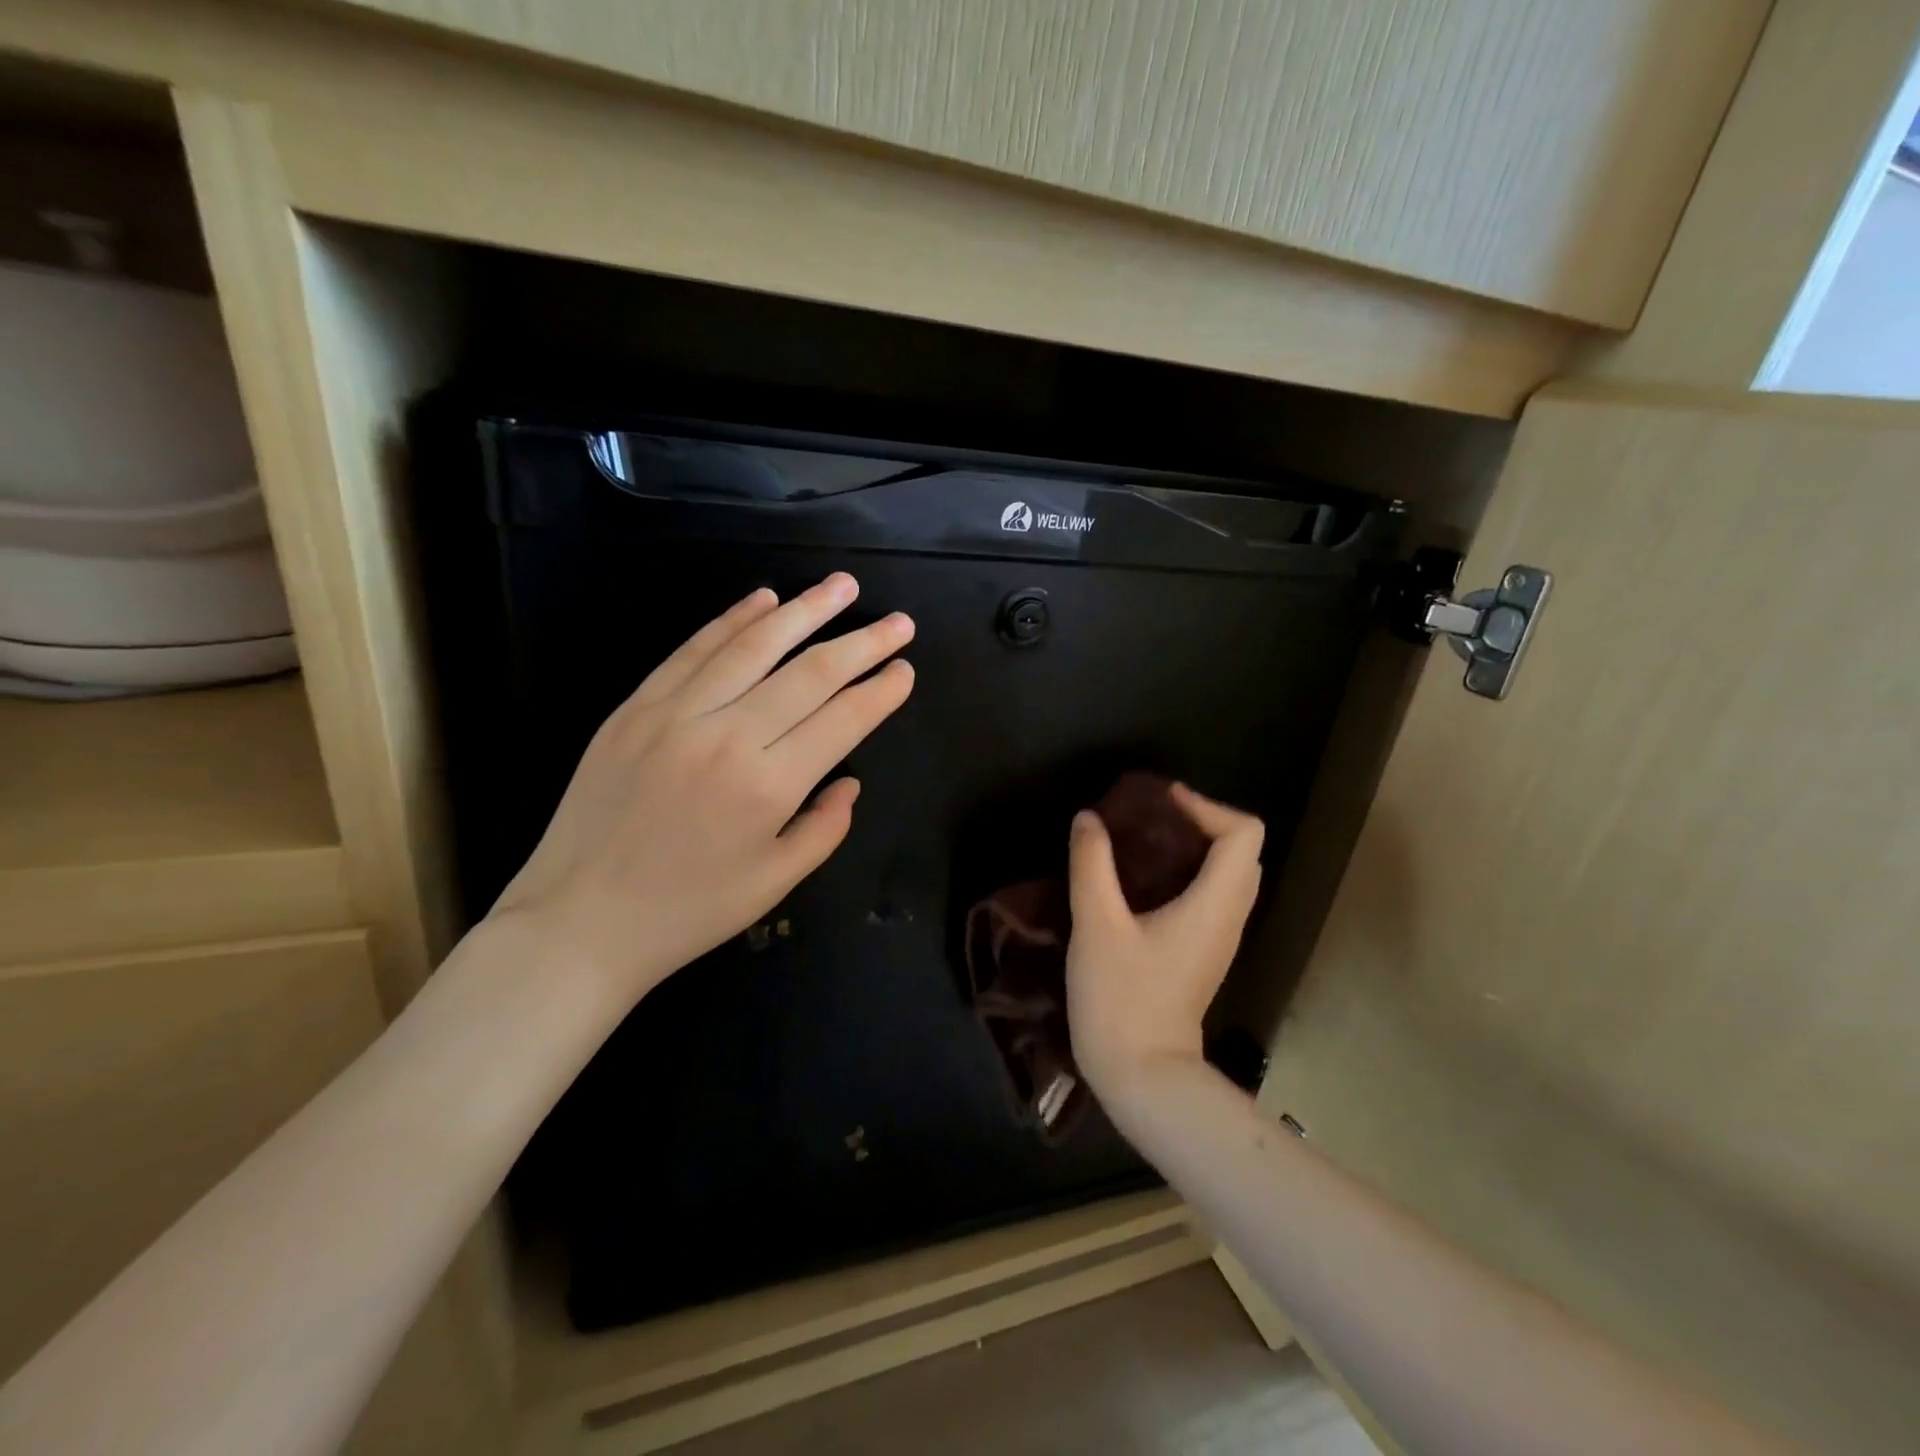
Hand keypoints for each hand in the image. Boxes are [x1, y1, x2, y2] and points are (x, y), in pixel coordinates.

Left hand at [489, 573, 913, 1000]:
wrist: (578, 921)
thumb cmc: (687, 912)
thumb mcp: (774, 883)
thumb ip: (825, 828)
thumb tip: (850, 782)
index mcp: (768, 786)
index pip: (842, 719)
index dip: (880, 691)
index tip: (905, 669)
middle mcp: (727, 736)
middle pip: (809, 672)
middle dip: (862, 643)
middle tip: (899, 622)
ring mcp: (676, 713)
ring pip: (753, 645)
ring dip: (804, 610)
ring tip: (841, 586)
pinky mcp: (636, 706)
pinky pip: (693, 650)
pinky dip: (732, 619)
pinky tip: (763, 599)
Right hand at [1064, 784, 1264, 1096]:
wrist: (1142, 1076)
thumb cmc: (1121, 999)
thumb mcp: (1096, 926)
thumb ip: (1092, 865)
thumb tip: (1089, 819)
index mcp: (1214, 905)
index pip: (1244, 834)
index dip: (1207, 806)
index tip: (1162, 801)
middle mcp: (1228, 917)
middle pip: (1242, 850)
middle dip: (1202, 821)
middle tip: (1152, 815)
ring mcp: (1220, 938)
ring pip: (1229, 874)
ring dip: (1196, 846)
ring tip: (1145, 839)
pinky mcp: (1203, 953)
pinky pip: (1212, 895)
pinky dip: (1188, 872)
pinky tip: (1143, 879)